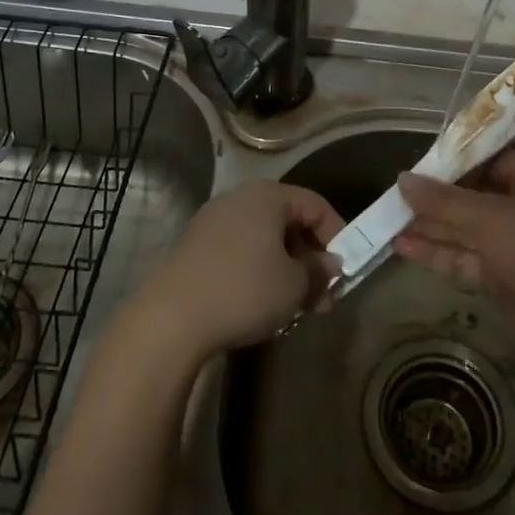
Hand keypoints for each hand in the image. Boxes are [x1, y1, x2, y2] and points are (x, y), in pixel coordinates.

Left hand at [131, 181, 343, 360]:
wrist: (170, 319)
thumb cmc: (244, 291)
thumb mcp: (294, 285)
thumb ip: (319, 271)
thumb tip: (331, 264)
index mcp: (268, 196)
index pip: (316, 205)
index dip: (337, 235)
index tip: (345, 271)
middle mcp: (239, 198)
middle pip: (288, 220)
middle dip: (310, 257)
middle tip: (323, 296)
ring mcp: (212, 221)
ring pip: (263, 238)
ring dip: (285, 267)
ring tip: (295, 306)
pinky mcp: (194, 246)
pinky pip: (239, 250)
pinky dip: (257, 270)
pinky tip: (261, 304)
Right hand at [394, 150, 514, 370]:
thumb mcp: (489, 218)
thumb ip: (443, 200)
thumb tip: (402, 179)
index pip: (488, 160)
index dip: (451, 163)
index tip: (415, 167)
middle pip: (473, 195)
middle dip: (434, 199)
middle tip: (392, 197)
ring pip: (466, 229)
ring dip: (430, 227)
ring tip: (387, 222)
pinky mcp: (506, 275)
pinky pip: (467, 257)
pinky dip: (438, 252)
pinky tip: (403, 247)